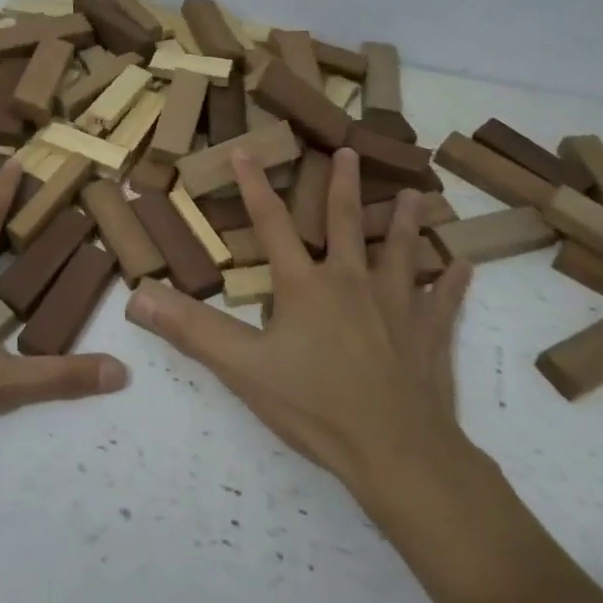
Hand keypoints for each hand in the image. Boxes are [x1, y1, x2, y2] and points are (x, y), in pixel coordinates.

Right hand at [125, 149, 474, 504]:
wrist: (397, 452)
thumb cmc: (315, 406)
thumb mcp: (243, 368)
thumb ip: (191, 330)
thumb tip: (137, 296)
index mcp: (305, 286)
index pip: (273, 225)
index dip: (254, 187)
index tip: (245, 150)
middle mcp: (352, 283)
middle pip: (346, 224)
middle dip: (343, 186)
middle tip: (349, 151)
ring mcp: (396, 307)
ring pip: (401, 253)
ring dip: (406, 223)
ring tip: (417, 195)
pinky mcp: (429, 336)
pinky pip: (444, 302)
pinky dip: (454, 282)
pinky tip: (465, 266)